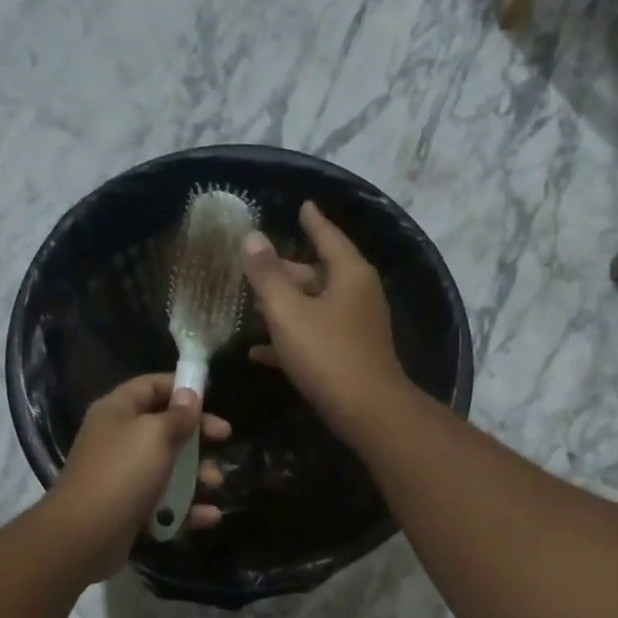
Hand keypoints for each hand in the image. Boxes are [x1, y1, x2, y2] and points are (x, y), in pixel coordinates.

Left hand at [43, 373, 230, 579]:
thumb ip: (177, 416)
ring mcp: (123, 477)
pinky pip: (165, 503)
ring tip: (215, 484)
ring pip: (168, 468)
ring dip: (197, 475)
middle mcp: (118, 439)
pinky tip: (209, 516)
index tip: (211, 400)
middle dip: (197, 436)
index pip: (151, 386)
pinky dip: (187, 508)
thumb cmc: (123, 473)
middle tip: (224, 439)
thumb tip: (189, 395)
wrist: (85, 536)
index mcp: (117, 411)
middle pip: (164, 428)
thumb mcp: (155, 435)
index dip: (182, 388)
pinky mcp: (130, 510)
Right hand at [244, 201, 411, 440]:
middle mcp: (357, 295)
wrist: (366, 411)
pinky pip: (315, 339)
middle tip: (257, 266)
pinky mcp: (349, 357)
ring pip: (314, 308)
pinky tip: (258, 352)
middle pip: (318, 274)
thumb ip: (267, 275)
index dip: (313, 221)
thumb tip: (252, 238)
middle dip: (287, 271)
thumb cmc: (327, 353)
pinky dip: (290, 340)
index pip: (328, 236)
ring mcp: (355, 328)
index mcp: (349, 274)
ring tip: (251, 306)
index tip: (303, 206)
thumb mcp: (288, 311)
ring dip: (285, 307)